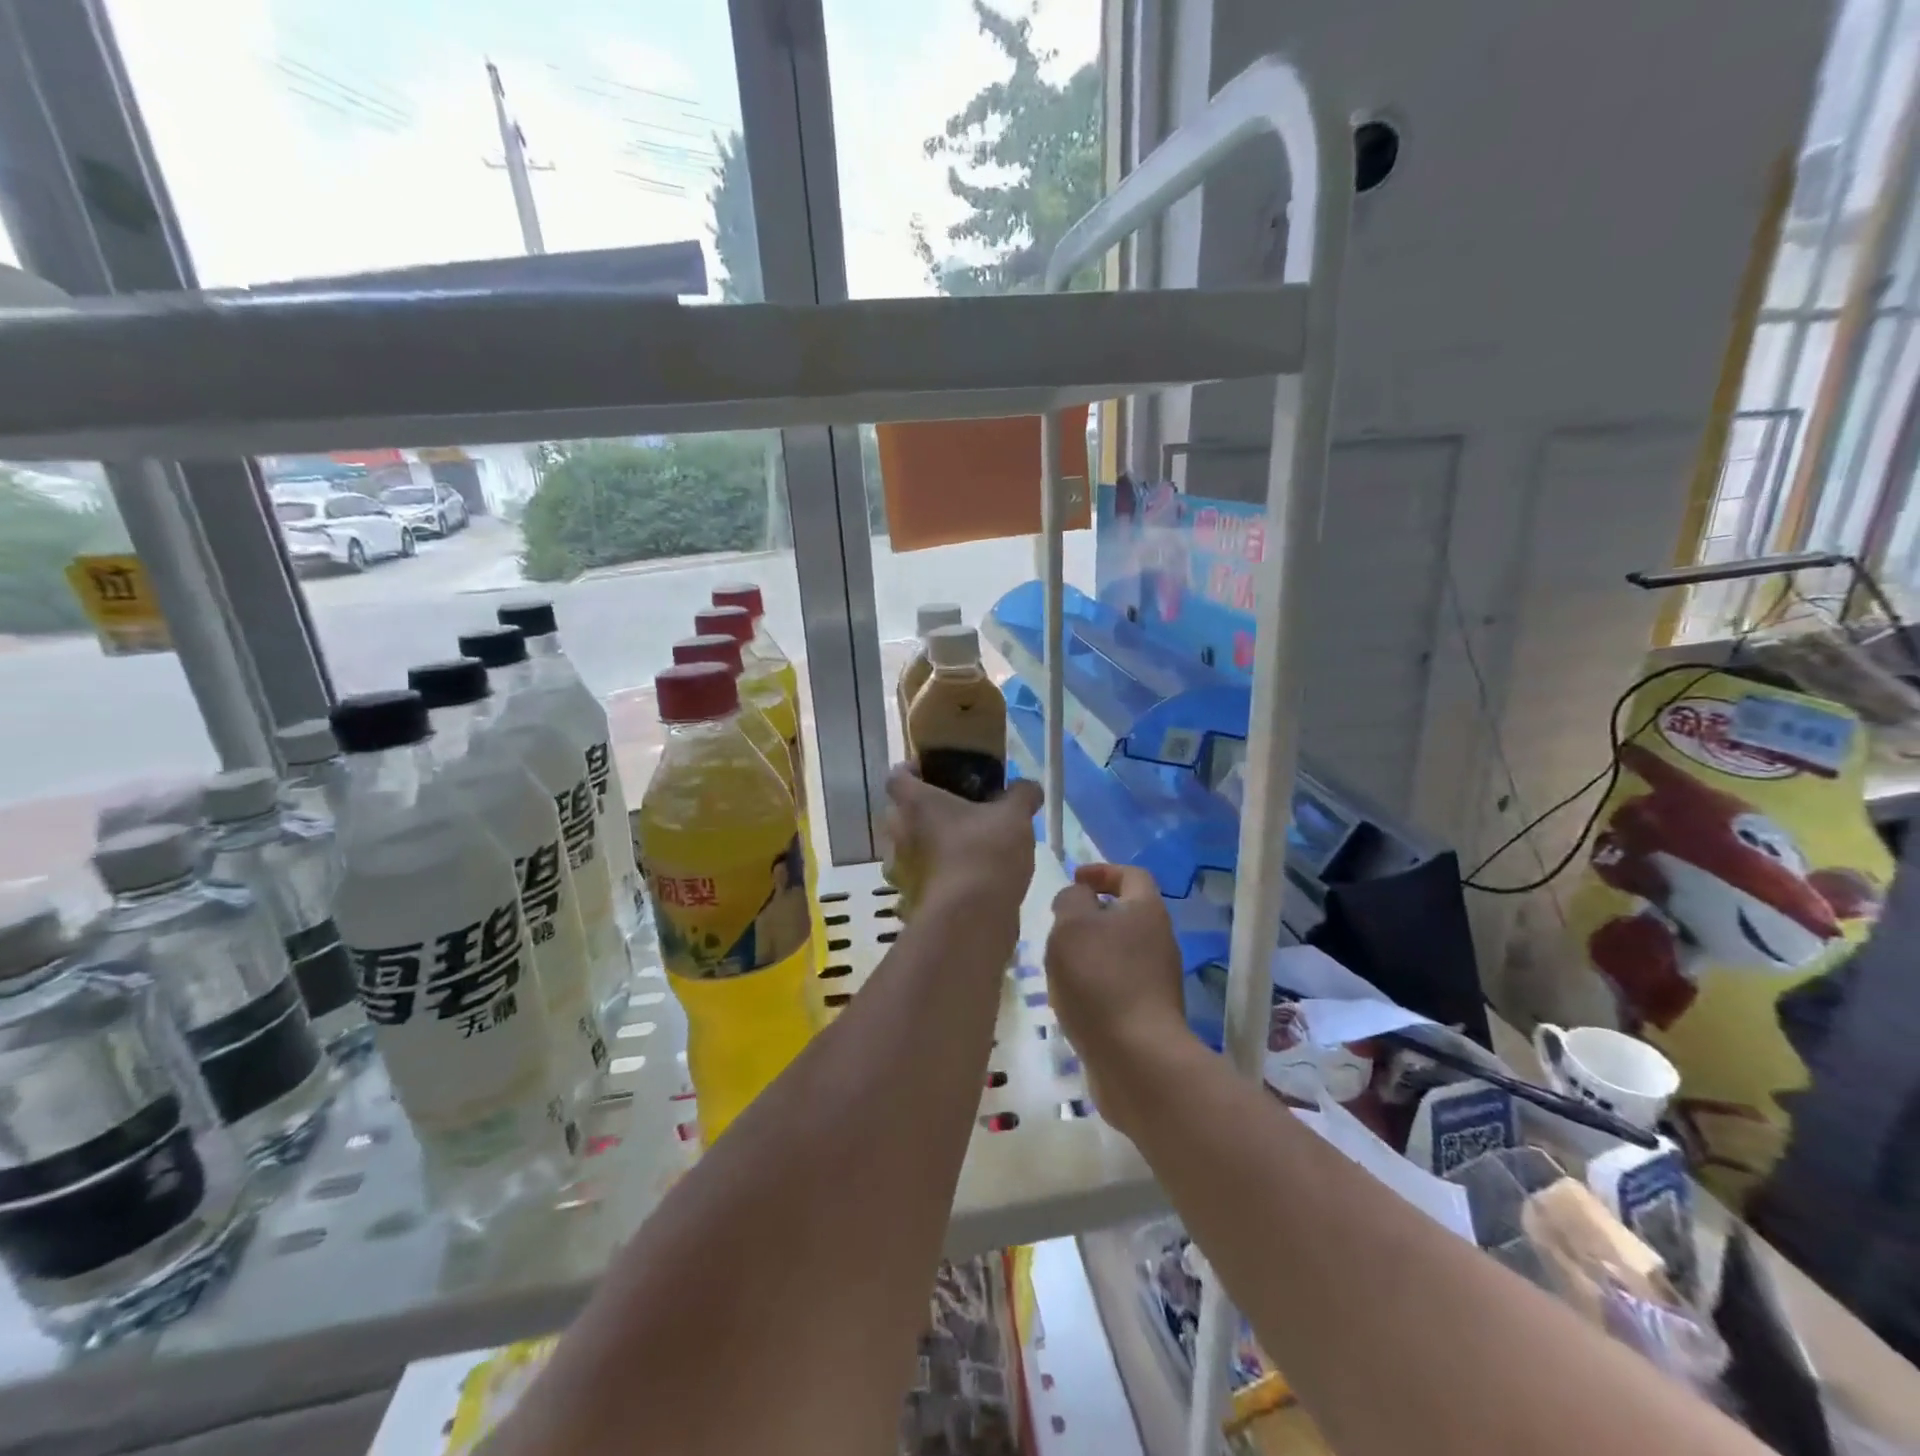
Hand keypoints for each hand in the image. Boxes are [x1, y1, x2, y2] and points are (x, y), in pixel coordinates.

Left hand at [884, 767, 1043, 915]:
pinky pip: (921, 878)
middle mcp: (898, 833)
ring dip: (928, 845)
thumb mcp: (1014, 816)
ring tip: (962, 845)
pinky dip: (936, 875)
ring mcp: (901, 870)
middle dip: (923, 810)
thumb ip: (1021, 795)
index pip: (897, 776)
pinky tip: (965, 877)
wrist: (971, 919)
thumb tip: (1029, 787)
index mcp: (915, 803)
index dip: (911, 770)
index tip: (932, 772)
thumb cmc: (984, 852)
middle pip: (900, 812)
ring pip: (908, 847)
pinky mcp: (911, 900)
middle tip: (956, 810)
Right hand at [1046, 864, 1194, 1133]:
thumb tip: (1079, 896)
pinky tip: (1073, 1000)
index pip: (1132, 875)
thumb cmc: (1100, 979)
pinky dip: (1096, 983)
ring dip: (1091, 952)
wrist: (1137, 1057)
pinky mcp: (1150, 1013)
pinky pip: (1119, 984)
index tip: (1075, 880)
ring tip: (1059, 964)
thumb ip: (1071, 900)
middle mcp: (1160, 941)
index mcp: (1146, 911)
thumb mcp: (1072, 926)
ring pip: (1121, 951)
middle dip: (1092, 915)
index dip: (1102, 871)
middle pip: (1127, 914)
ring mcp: (1158, 980)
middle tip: (1060, 925)